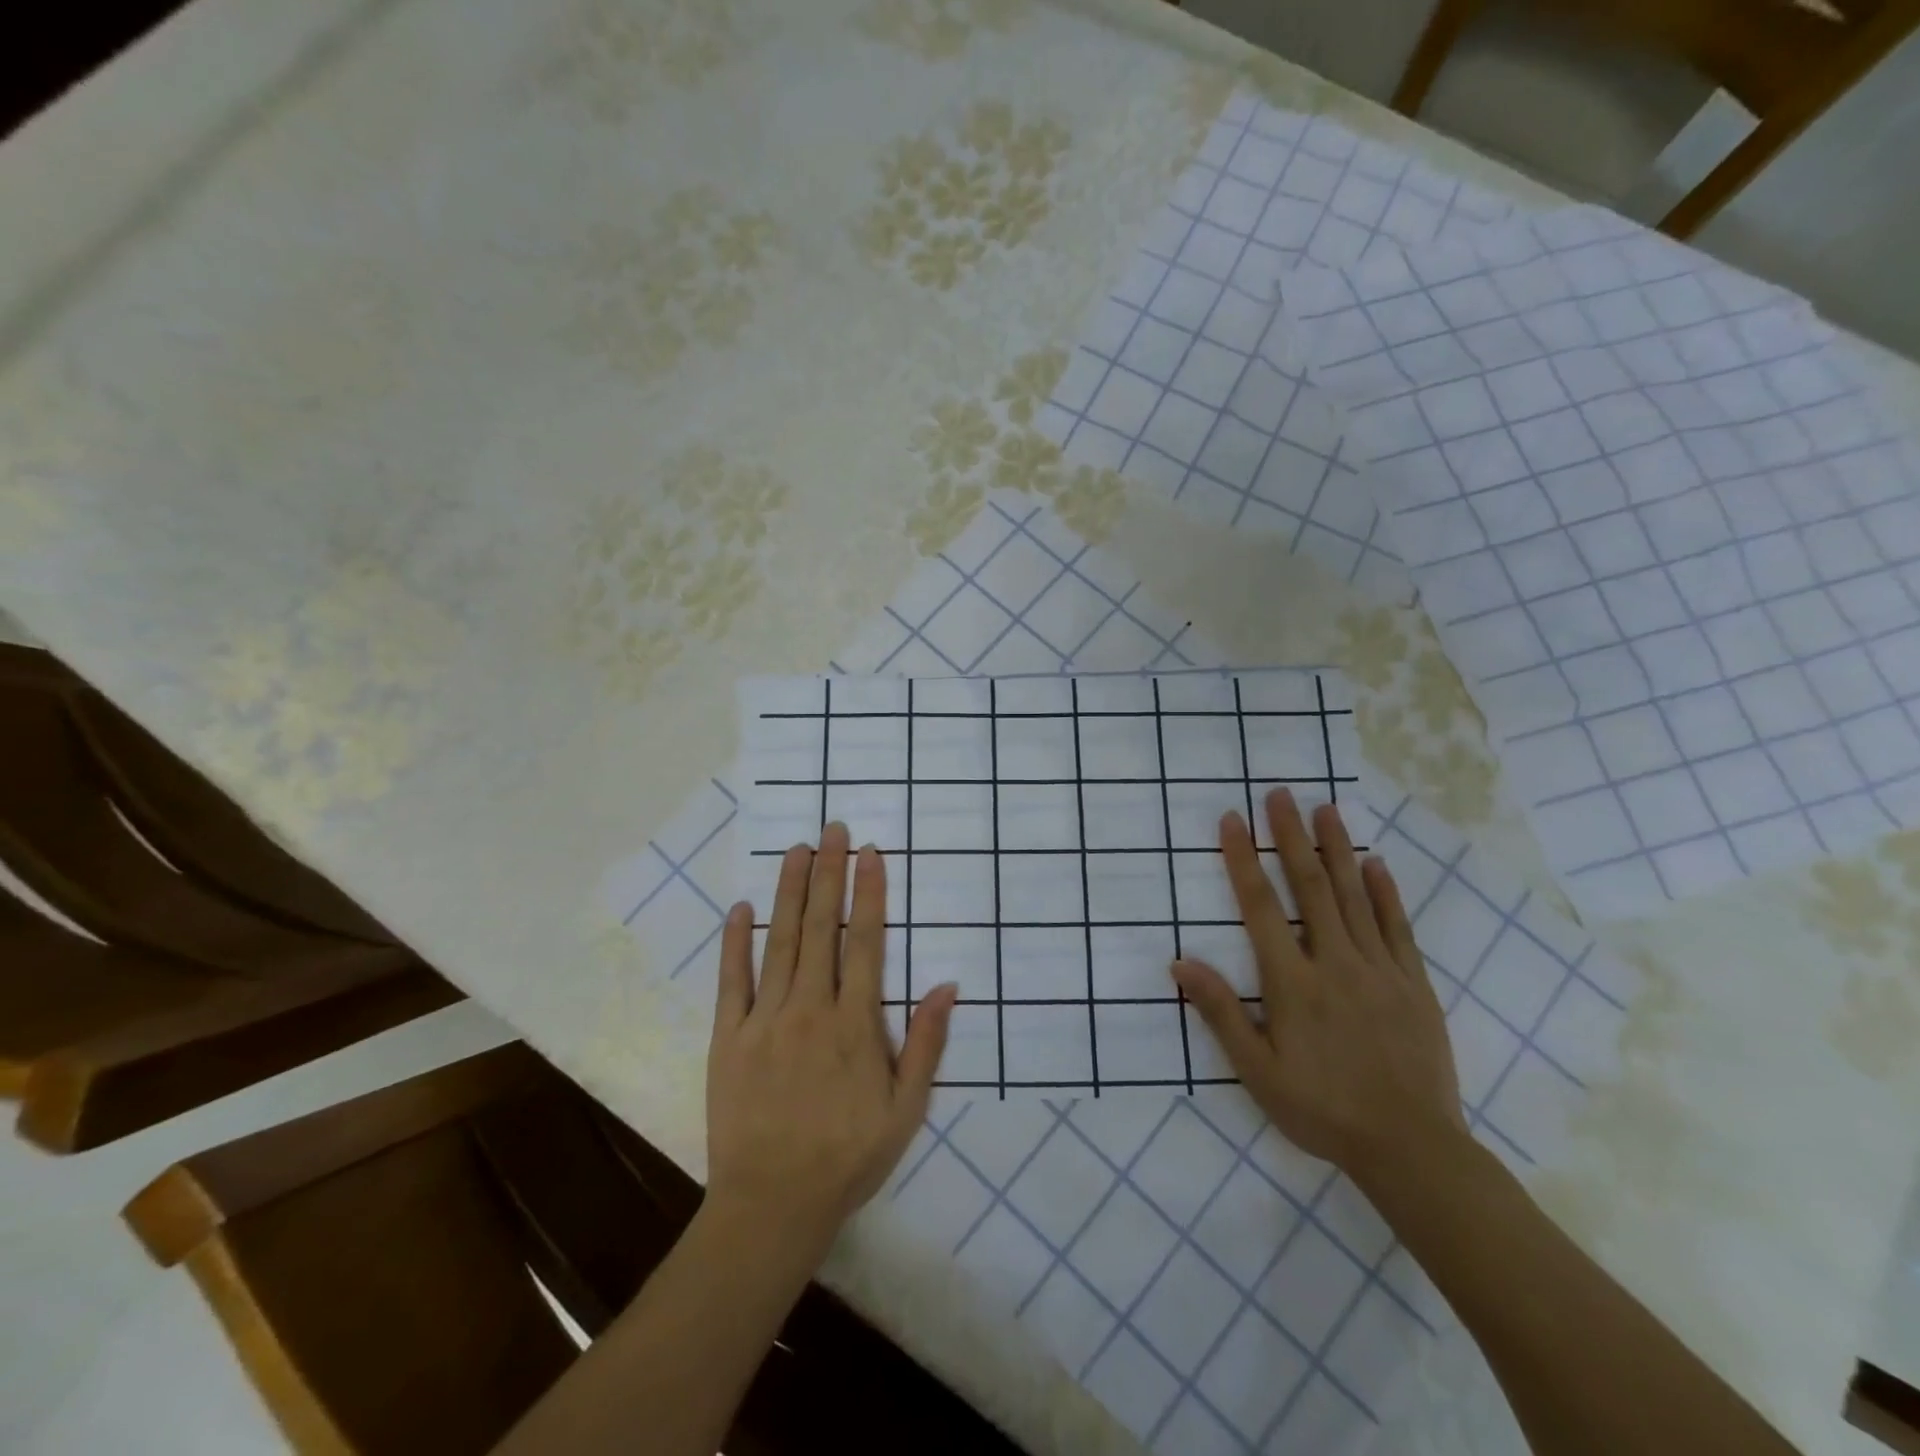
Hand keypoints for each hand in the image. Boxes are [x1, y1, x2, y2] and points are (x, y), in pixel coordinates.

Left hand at [707, 823, 956, 1258]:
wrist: (772, 1206)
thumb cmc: (847, 1158)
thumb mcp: (905, 1110)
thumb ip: (926, 1045)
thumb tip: (948, 986)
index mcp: (855, 1024)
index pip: (865, 942)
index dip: (870, 894)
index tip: (871, 854)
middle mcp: (810, 1009)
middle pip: (822, 929)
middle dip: (830, 875)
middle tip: (834, 830)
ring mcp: (765, 1020)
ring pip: (781, 942)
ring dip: (790, 893)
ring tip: (797, 850)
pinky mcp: (729, 1038)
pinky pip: (733, 981)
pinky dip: (737, 942)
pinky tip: (741, 908)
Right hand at [1172, 788, 1465, 1180]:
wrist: (1411, 1148)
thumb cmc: (1321, 1109)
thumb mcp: (1257, 1071)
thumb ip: (1220, 1012)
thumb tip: (1180, 962)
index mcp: (1292, 982)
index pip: (1260, 906)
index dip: (1243, 860)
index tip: (1231, 820)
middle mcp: (1334, 962)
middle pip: (1309, 886)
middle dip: (1291, 836)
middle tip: (1280, 794)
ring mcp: (1379, 969)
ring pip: (1353, 896)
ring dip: (1336, 849)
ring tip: (1325, 809)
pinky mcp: (1413, 984)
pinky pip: (1397, 927)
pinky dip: (1384, 892)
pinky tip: (1375, 863)